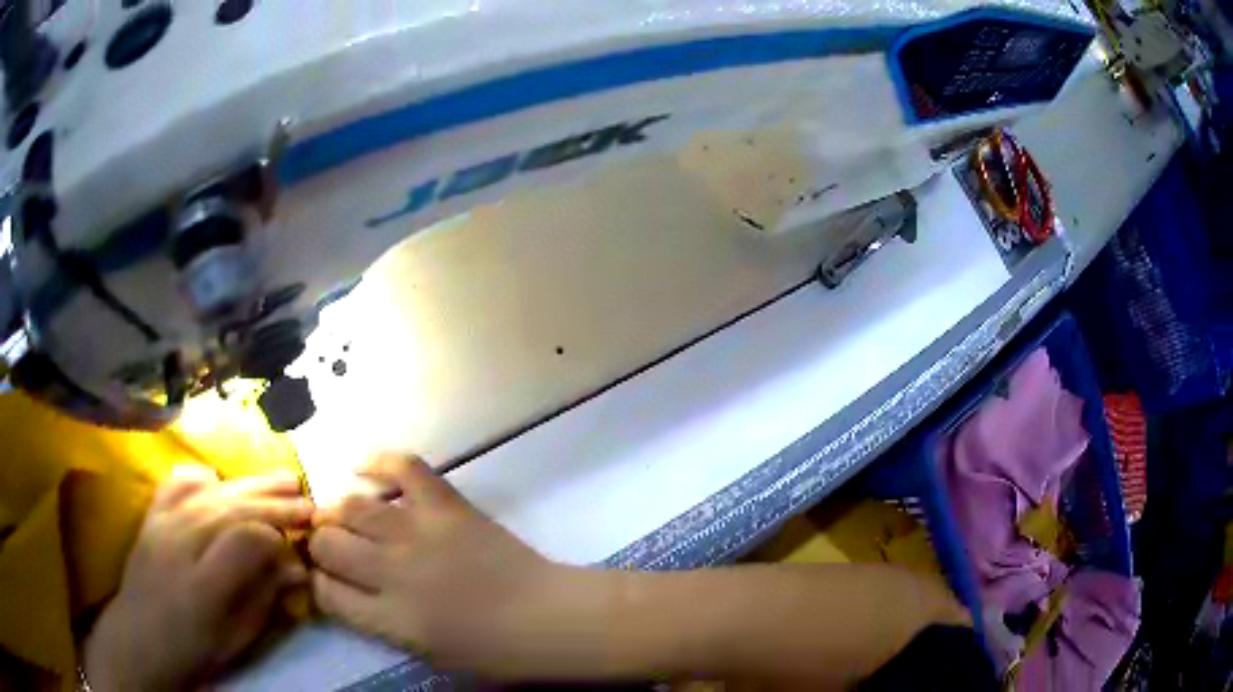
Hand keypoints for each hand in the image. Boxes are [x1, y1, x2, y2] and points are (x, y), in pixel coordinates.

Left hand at [83, 468, 313, 690]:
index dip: (279, 537)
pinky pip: (178, 483)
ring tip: (283, 479)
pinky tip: (220, 479)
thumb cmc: (194, 649)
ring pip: (212, 491)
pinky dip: (203, 476)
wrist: (141, 639)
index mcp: (205, 584)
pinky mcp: (152, 515)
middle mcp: (181, 542)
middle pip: (233, 508)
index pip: (248, 539)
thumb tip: (296, 568)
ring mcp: (163, 523)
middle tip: (308, 502)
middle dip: (274, 503)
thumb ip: (265, 598)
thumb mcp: (237, 637)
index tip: (300, 547)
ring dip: (250, 484)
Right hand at [309, 455, 594, 677]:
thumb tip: (352, 592)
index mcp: (389, 619)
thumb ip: (381, 623)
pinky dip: (379, 462)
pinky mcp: (446, 505)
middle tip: (333, 548)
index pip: (325, 592)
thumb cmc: (496, 653)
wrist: (550, 618)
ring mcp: (419, 533)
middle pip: (327, 544)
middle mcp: (392, 572)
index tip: (324, 579)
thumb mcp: (428, 655)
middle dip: (320, 546)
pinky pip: (404, 468)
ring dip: (339, 511)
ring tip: (345, 518)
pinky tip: (362, 467)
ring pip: (351, 506)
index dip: (318, 583)